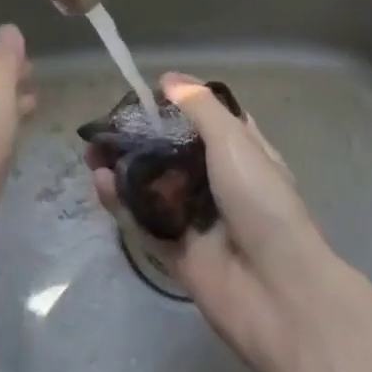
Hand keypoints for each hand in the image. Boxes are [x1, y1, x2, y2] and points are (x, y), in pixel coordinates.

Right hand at [89, 72, 336, 368]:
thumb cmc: (262, 202)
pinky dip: (122, 204)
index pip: (206, 120)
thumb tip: (169, 79)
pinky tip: (102, 183)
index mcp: (241, 153)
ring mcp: (197, 220)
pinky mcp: (177, 254)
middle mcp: (218, 183)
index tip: (145, 94)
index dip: (178, 106)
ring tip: (93, 152)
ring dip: (124, 169)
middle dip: (139, 138)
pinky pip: (144, 224)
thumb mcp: (235, 141)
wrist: (278, 292)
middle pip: (172, 153)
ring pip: (153, 187)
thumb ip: (200, 108)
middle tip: (106, 127)